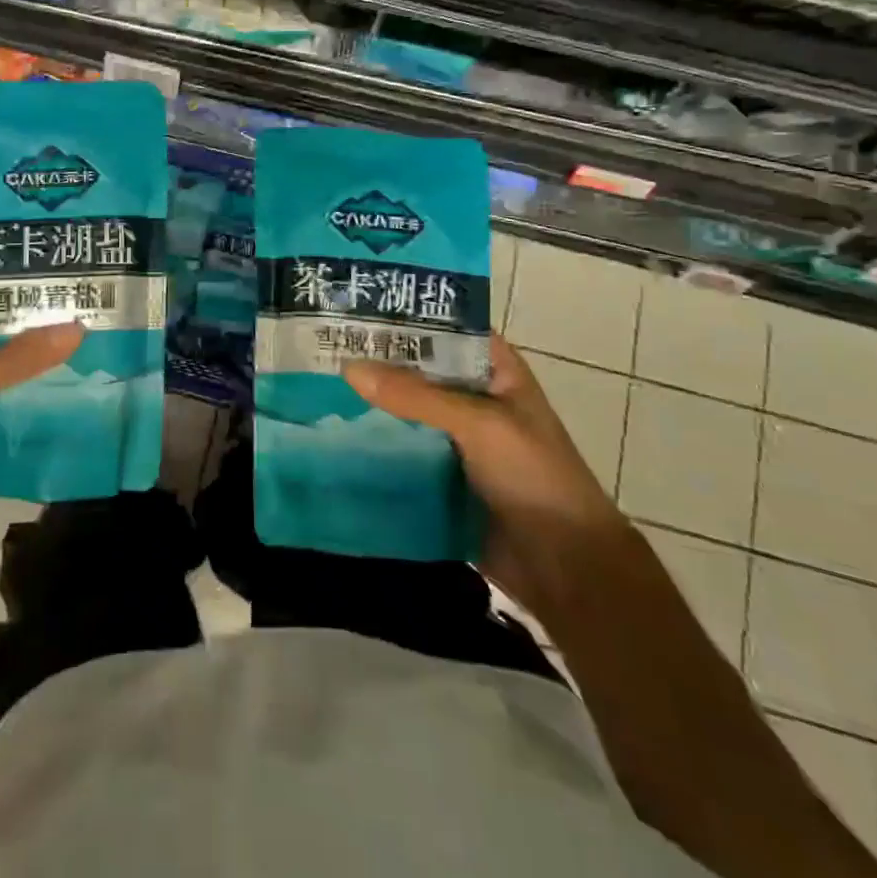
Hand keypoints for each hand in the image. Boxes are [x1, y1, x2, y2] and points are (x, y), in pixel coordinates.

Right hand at [343, 335, 629, 610]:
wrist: (565, 568)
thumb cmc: (534, 477)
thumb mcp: (479, 424)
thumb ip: (415, 396)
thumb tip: (348, 368)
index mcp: (493, 371)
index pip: (443, 329)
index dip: (402, 318)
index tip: (351, 308)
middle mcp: (471, 397)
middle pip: (416, 370)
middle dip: (374, 362)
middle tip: (318, 348)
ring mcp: (454, 438)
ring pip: (404, 411)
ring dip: (368, 405)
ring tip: (310, 386)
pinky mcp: (439, 476)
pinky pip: (400, 451)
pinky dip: (372, 445)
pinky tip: (331, 436)